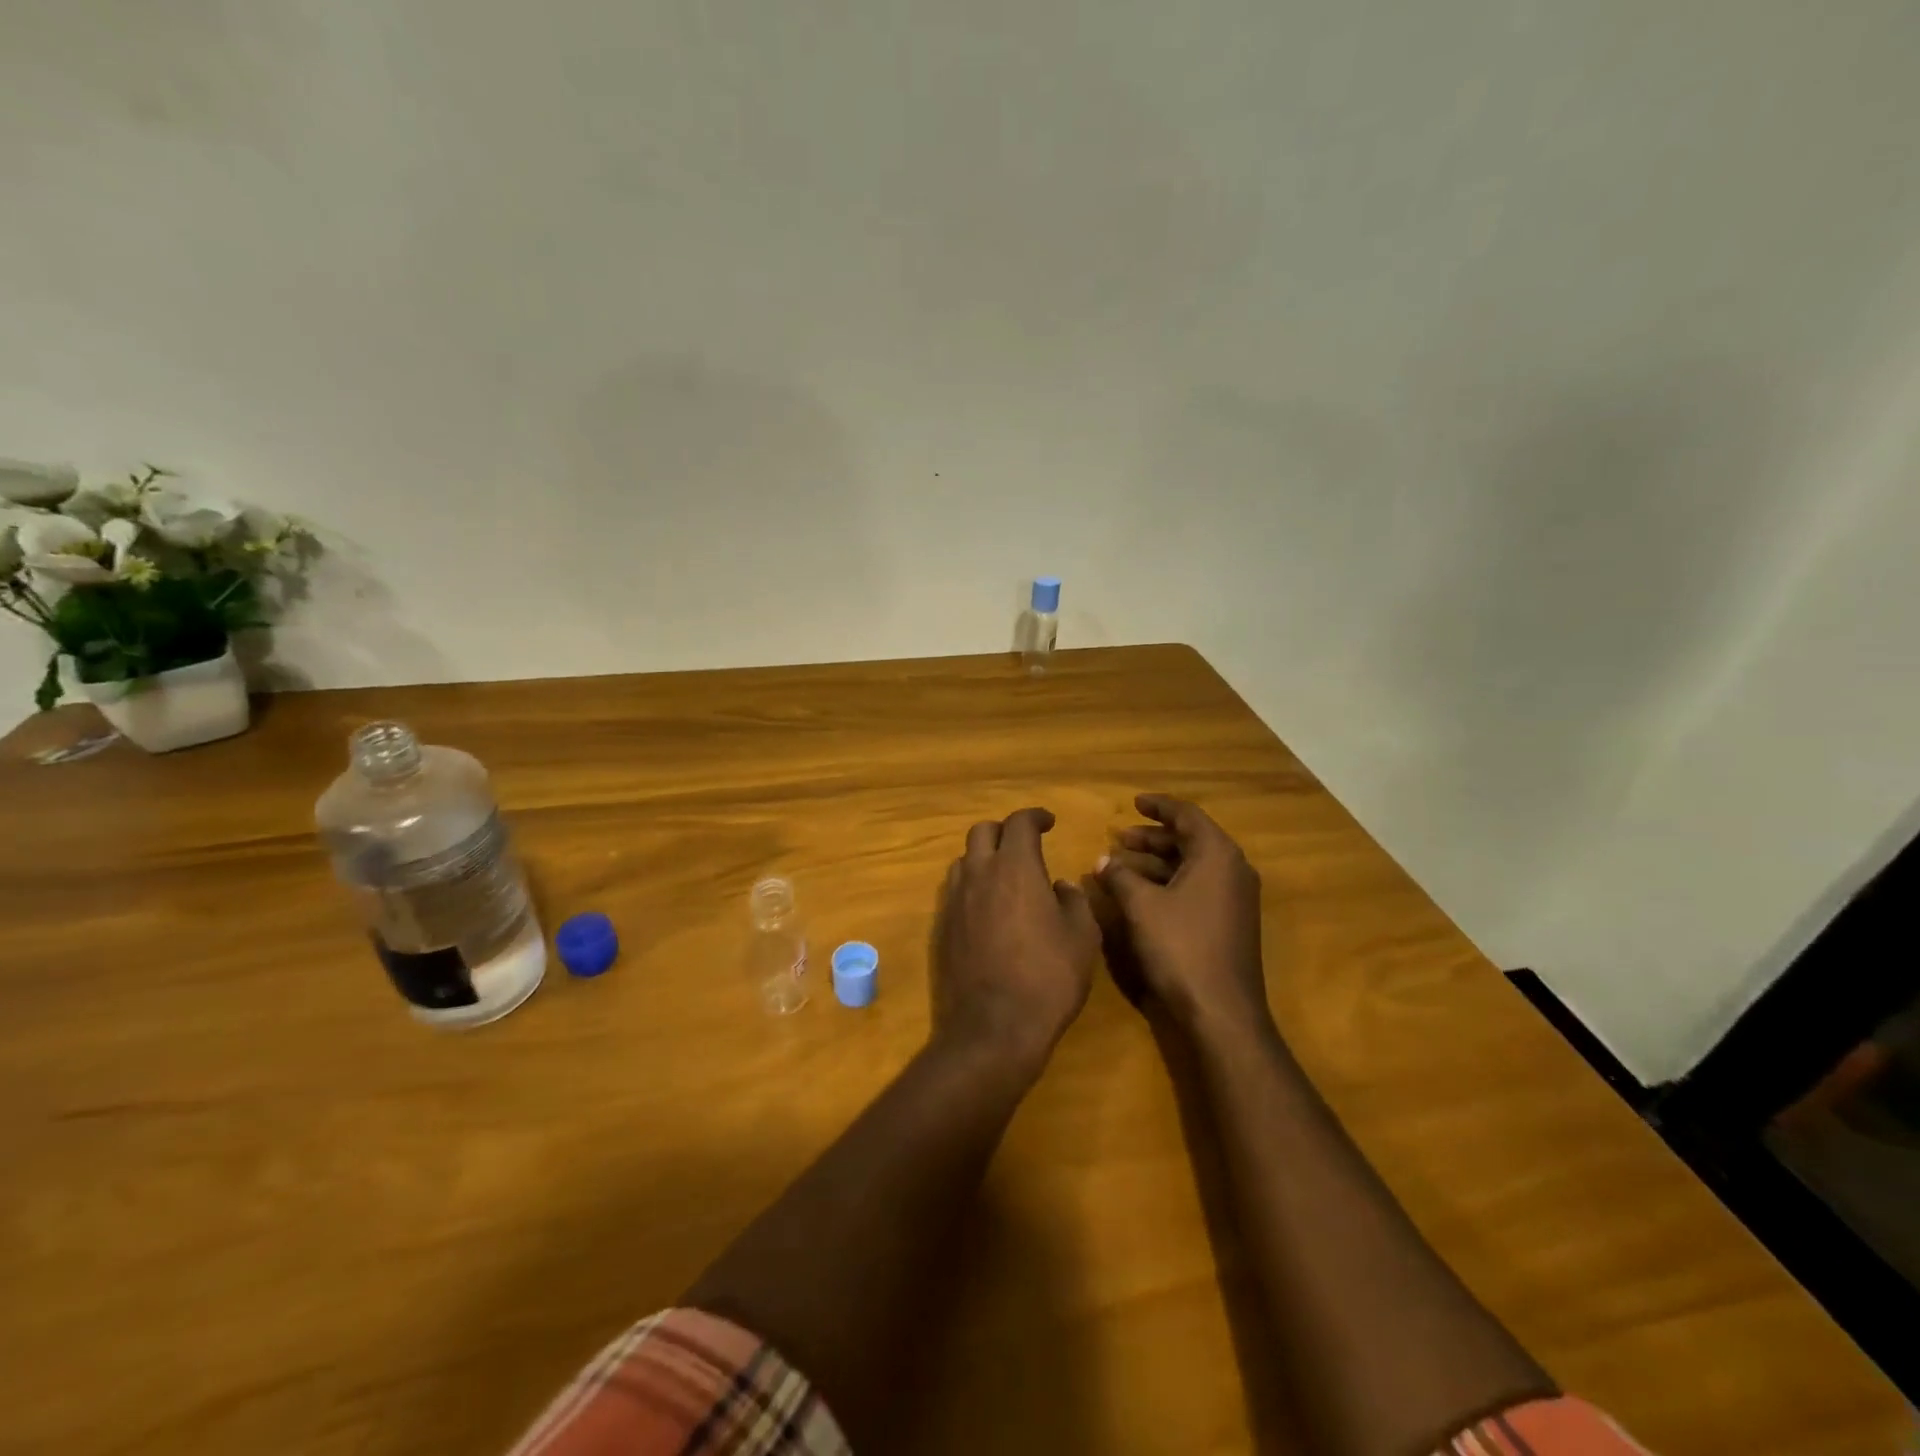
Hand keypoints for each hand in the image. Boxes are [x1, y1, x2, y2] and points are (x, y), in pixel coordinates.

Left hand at [932, 807, 1099, 1071]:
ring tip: (1004, 875)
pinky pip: (955, 891)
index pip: (1019, 823)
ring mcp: (955, 900)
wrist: (993, 1027)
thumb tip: (1060, 886)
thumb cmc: (1048, 977)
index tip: (1048, 822)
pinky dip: (972, 886)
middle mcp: (979, 874)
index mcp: (1016, 867)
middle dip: (1004, 831)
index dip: (1035, 816)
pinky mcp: (941, 927)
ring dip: (984, 857)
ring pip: (964, 859)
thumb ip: (1074, 901)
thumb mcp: (1082, 937)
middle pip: (982, 831)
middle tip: (1024, 845)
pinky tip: (988, 909)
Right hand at [1095, 794, 1268, 1033]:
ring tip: (1122, 864)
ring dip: (1158, 861)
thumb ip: (1120, 876)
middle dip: (1153, 836)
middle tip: (1120, 837)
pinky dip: (1170, 882)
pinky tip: (1141, 893)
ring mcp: (1235, 898)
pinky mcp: (1231, 922)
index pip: (1187, 815)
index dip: (1158, 806)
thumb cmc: (1181, 947)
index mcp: (1218, 855)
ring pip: (1193, 865)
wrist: (1221, 1012)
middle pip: (1191, 839)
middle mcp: (1233, 870)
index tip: (1134, 802)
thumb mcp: (1141, 906)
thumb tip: (1102, 861)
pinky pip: (1198, 886)